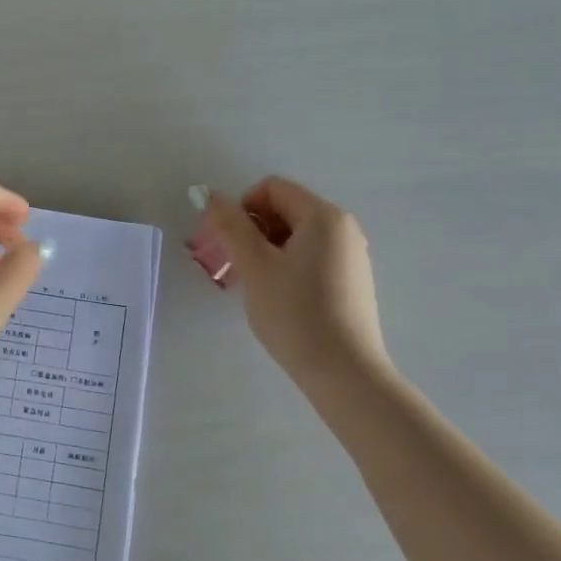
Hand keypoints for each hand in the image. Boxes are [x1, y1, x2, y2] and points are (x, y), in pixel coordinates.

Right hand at [202, 176, 392, 389]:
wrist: (343, 372)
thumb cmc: (295, 312)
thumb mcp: (254, 265)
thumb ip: (229, 225)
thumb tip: (210, 195)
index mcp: (323, 216)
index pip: (271, 188)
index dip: (241, 208)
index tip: (228, 242)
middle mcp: (343, 228)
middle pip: (284, 210)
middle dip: (251, 230)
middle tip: (233, 265)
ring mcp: (350, 256)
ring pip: (295, 236)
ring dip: (265, 250)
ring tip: (252, 285)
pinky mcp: (350, 281)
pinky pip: (309, 257)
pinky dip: (285, 266)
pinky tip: (276, 298)